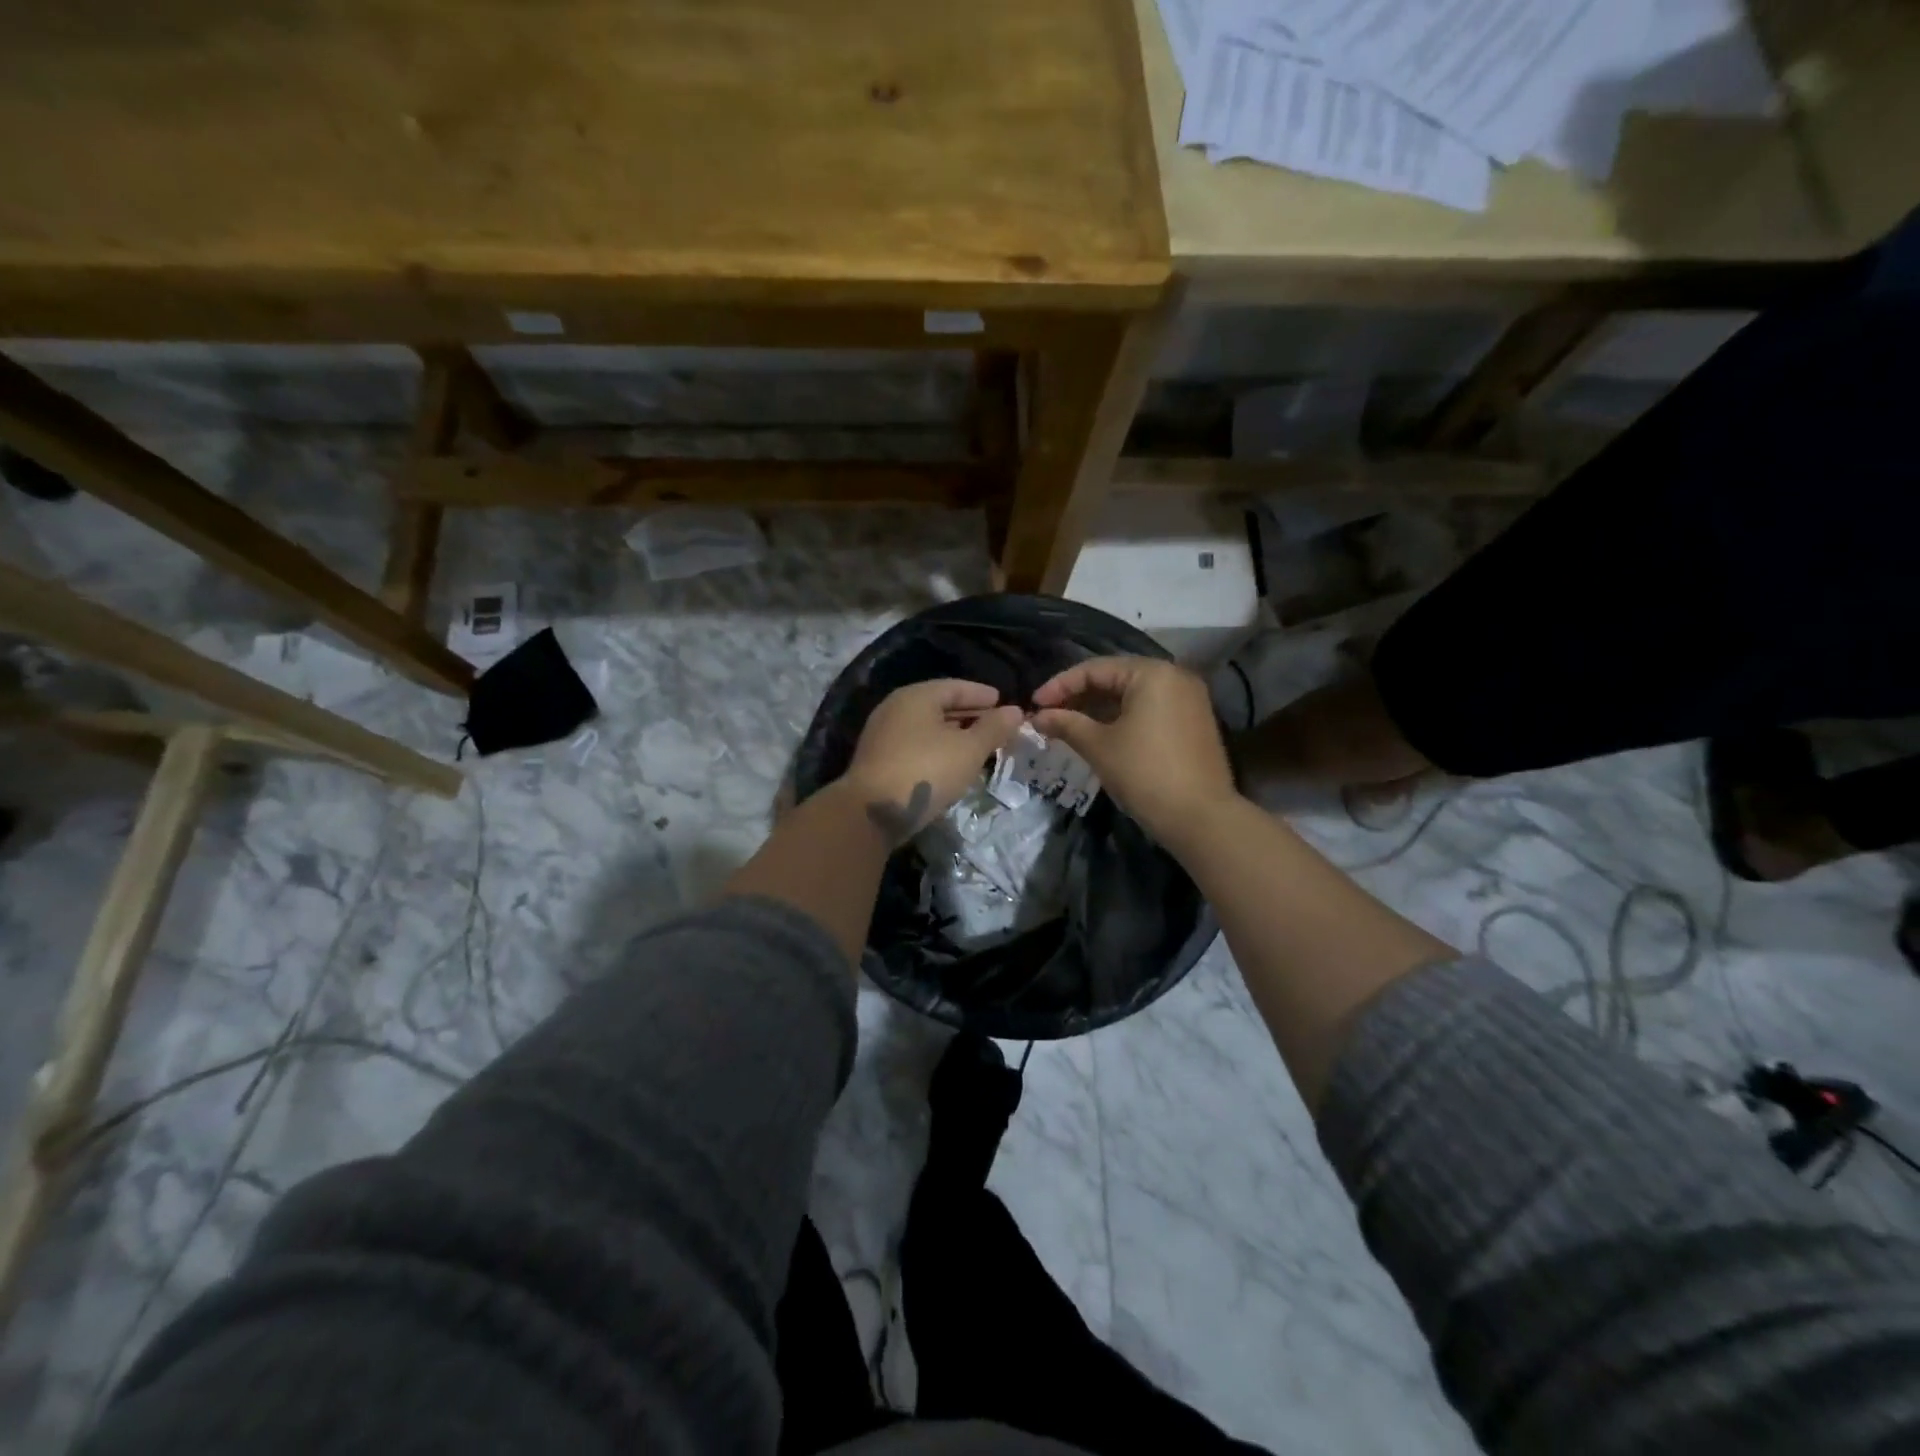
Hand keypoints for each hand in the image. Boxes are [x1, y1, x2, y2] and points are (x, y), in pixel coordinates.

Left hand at [843, 680, 1025, 845]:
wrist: (872, 812)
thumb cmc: (926, 771)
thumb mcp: (969, 749)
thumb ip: (994, 728)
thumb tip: (1015, 711)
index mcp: (916, 696)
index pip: (955, 686)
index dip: (982, 694)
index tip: (1002, 701)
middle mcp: (895, 709)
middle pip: (939, 705)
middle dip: (969, 715)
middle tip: (996, 725)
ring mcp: (883, 735)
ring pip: (927, 728)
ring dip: (954, 734)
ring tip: (979, 745)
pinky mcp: (878, 760)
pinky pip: (916, 745)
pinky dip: (938, 748)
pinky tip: (952, 763)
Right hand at [1031, 656, 1236, 842]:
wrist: (1200, 818)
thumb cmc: (1145, 773)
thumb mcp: (1098, 746)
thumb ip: (1066, 724)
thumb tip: (1037, 716)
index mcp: (1152, 673)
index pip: (1095, 669)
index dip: (1060, 685)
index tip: (1034, 704)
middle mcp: (1175, 676)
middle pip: (1116, 677)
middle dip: (1079, 695)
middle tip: (1048, 714)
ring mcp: (1189, 699)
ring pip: (1132, 695)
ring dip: (1098, 707)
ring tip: (1068, 725)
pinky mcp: (1193, 722)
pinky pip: (1149, 709)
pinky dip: (1122, 717)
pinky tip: (1099, 733)